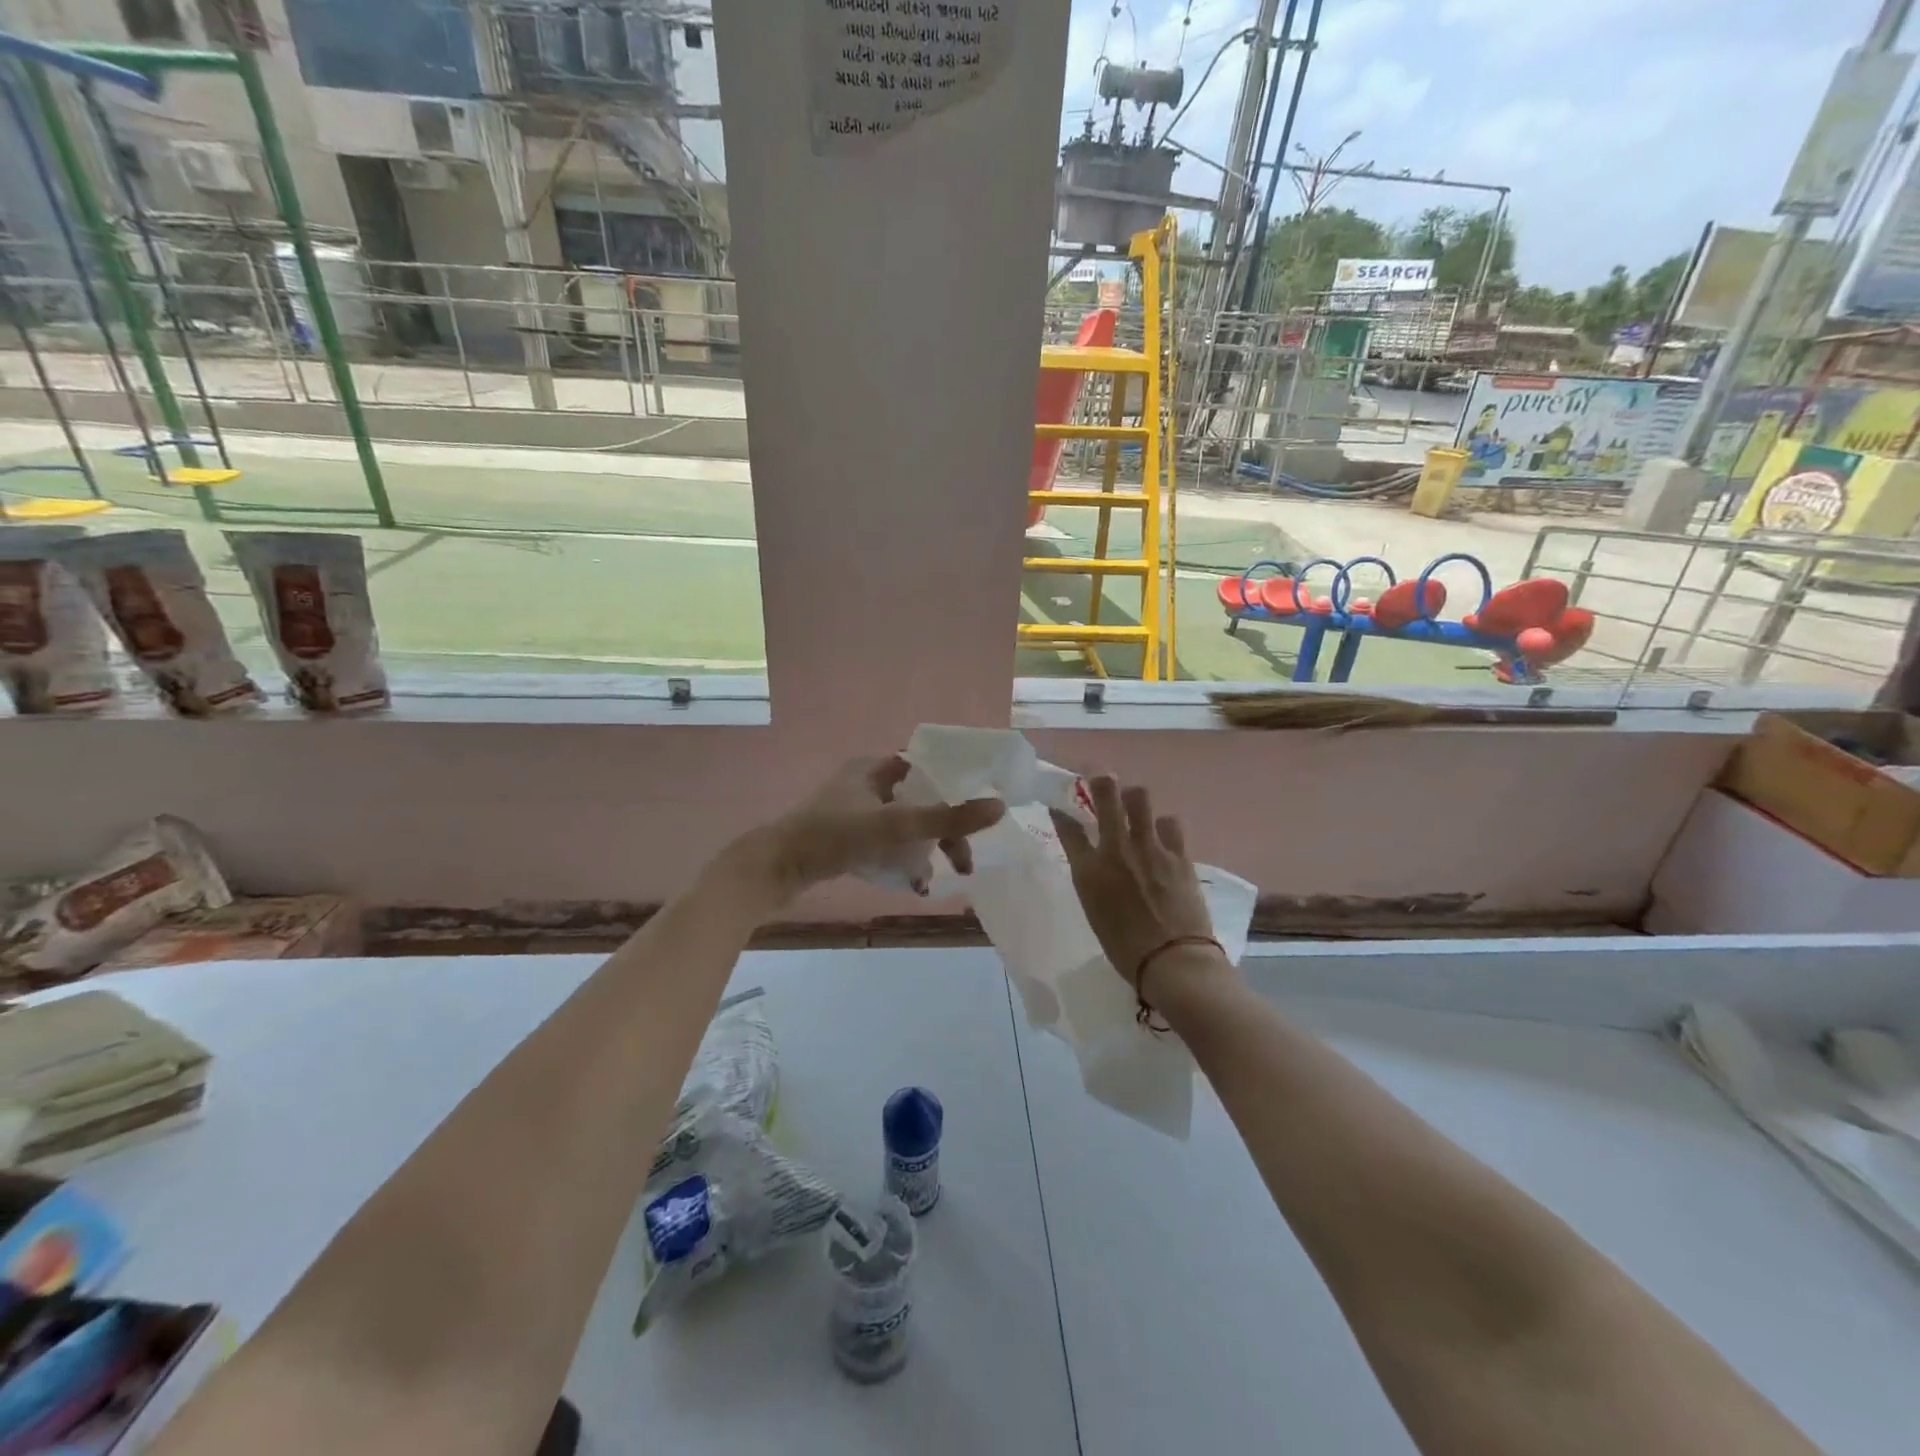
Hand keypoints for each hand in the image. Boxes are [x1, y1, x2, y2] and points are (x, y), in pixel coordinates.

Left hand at [737, 756, 1004, 903]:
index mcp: (873, 767)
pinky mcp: (844, 838)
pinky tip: (911, 884)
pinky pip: (886, 844)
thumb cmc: (832, 836)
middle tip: (962, 861)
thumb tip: (999, 808)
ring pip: (904, 825)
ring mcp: (853, 811)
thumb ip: (946, 819)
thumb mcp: (892, 826)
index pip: (926, 769)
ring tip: (936, 878)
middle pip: (919, 801)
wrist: (773, 869)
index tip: (976, 813)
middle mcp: (864, 783)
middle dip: (942, 831)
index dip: (954, 787)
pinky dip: (902, 859)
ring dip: (924, 849)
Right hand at [1051, 776, 1227, 1002]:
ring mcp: (1150, 847)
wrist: (1172, 960)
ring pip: (1140, 798)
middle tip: (1100, 777)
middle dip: (1100, 780)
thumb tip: (1095, 866)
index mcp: (1089, 870)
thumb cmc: (1125, 948)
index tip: (1059, 809)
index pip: (1068, 828)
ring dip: (1134, 798)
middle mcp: (1116, 849)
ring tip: (1135, 804)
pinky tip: (1163, 834)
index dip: (1061, 814)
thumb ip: (1092, 881)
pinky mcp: (1179, 854)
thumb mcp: (1095, 912)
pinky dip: (1164, 826)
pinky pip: (1170, 823)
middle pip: (1106, 794)